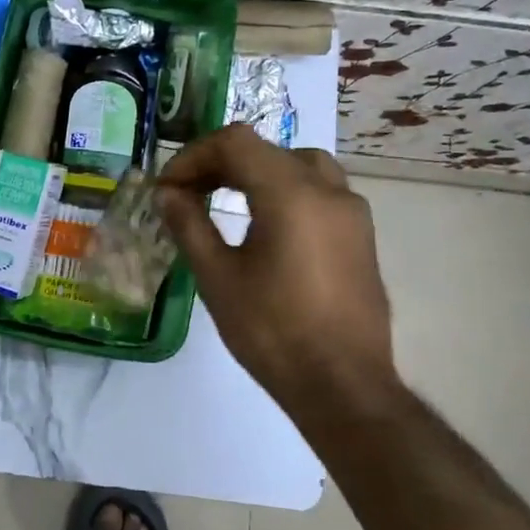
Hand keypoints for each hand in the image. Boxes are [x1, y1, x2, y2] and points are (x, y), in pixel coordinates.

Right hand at [156, 125, 401, 422]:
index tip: (169, 188)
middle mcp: (328, 190)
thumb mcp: (218, 278)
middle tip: (187, 193)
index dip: (194, 156)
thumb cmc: (273, 332)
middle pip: (266, 150)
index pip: (236, 143)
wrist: (343, 386)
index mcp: (291, 194)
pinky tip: (264, 226)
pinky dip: (284, 191)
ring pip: (298, 165)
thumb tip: (168, 194)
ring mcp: (352, 212)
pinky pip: (319, 191)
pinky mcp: (361, 236)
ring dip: (256, 173)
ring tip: (224, 201)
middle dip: (220, 164)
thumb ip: (189, 225)